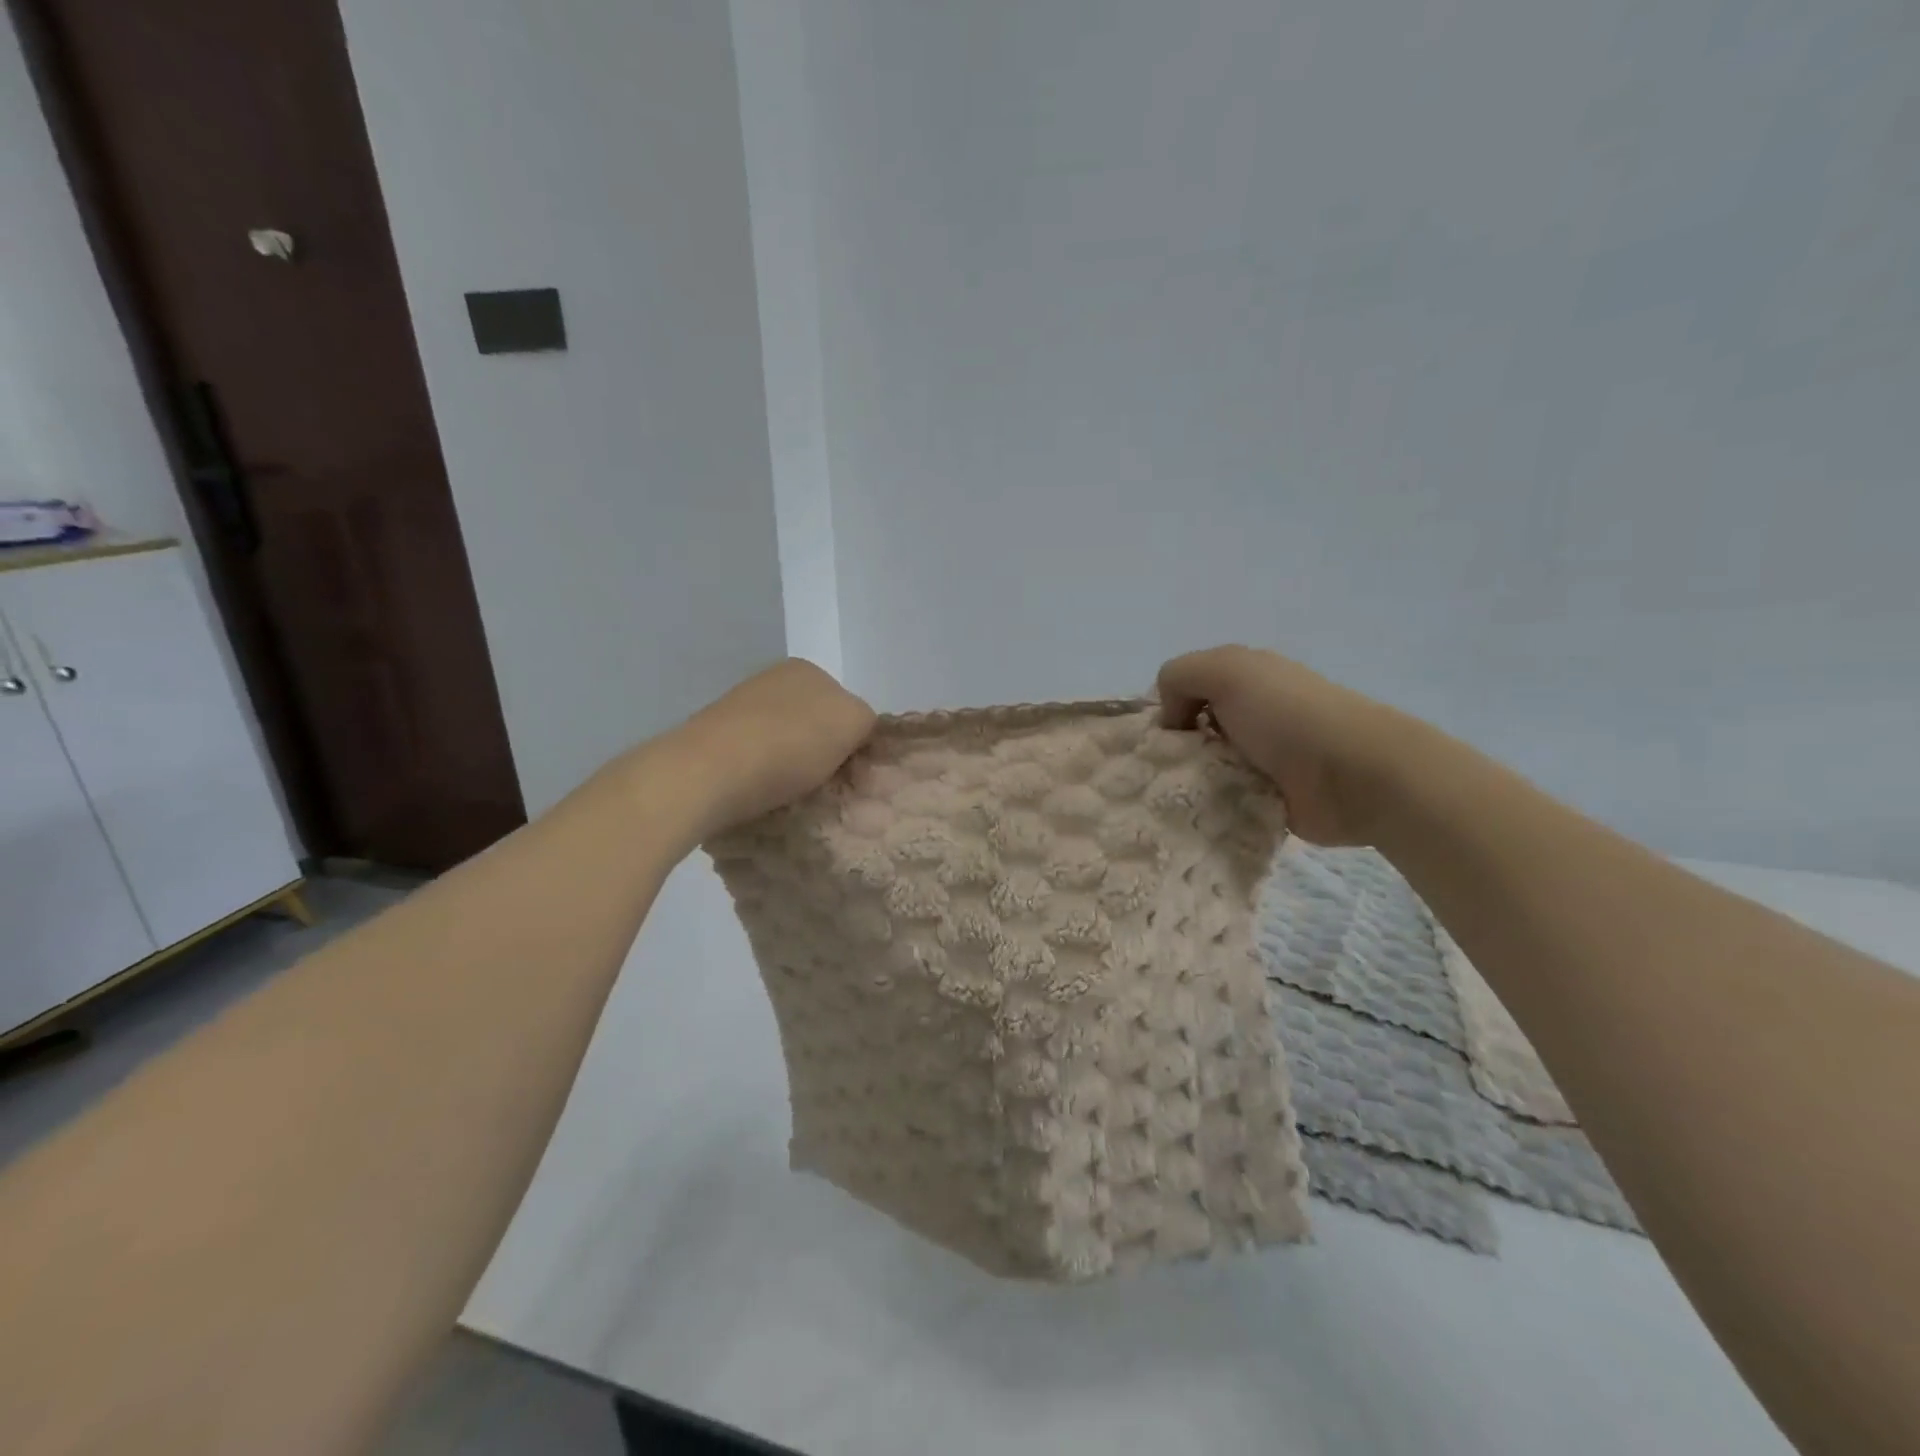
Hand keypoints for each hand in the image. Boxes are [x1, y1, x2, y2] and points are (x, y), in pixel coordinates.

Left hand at [659, 659, 875, 841]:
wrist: (706, 773)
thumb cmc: (789, 744)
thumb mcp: (853, 721)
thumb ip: (866, 720)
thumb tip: (854, 735)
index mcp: (806, 670)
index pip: (846, 705)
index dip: (855, 741)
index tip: (854, 775)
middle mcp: (770, 681)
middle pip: (814, 724)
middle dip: (824, 755)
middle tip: (830, 790)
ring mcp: (738, 710)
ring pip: (784, 744)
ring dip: (794, 770)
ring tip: (796, 799)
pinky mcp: (712, 741)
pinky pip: (754, 762)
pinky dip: (764, 779)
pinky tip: (764, 798)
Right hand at [1157, 645, 1411, 845]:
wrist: (1355, 774)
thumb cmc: (1286, 715)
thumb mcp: (1225, 670)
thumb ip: (1180, 676)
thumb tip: (1171, 718)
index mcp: (1243, 679)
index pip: (1185, 691)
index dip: (1167, 710)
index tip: (1160, 737)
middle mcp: (1249, 715)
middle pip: (1190, 734)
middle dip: (1172, 752)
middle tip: (1163, 772)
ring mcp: (1260, 759)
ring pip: (1203, 770)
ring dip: (1188, 783)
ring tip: (1177, 799)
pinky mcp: (1266, 799)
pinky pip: (1222, 802)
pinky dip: (1209, 808)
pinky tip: (1198, 816)